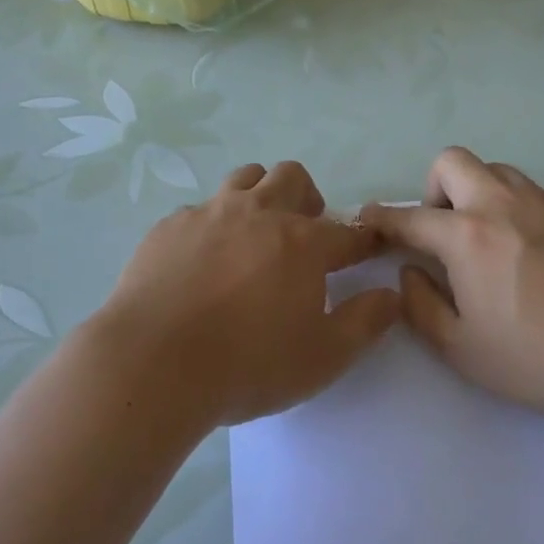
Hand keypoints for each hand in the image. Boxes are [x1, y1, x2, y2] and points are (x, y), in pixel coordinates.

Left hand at [100, 162, 400, 425]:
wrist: (152, 364)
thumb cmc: (247, 365)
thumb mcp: (322, 358)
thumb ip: (364, 322)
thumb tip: (391, 295)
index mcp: (303, 243)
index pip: (348, 232)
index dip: (363, 239)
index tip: (368, 248)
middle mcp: (259, 213)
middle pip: (292, 177)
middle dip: (306, 198)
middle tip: (303, 234)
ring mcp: (210, 214)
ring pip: (245, 178)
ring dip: (259, 196)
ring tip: (253, 235)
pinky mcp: (170, 226)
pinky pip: (200, 209)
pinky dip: (212, 225)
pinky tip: (201, 261)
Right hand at [360, 148, 543, 418]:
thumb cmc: (538, 358)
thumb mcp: (462, 349)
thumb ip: (421, 305)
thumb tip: (410, 271)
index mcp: (466, 236)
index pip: (410, 216)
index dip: (383, 218)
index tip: (370, 219)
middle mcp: (502, 203)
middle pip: (452, 161)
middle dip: (434, 188)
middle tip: (446, 230)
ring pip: (498, 171)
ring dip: (481, 194)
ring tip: (494, 239)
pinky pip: (537, 194)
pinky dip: (522, 212)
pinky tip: (541, 256)